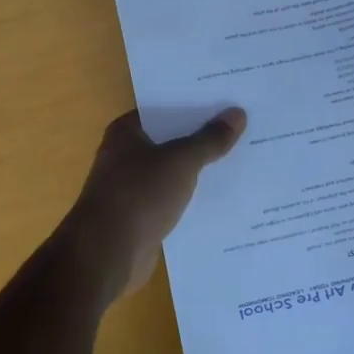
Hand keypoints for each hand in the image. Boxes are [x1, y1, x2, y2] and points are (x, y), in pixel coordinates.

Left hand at [57, 108, 247, 303]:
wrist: (107, 254)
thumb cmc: (138, 195)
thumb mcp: (180, 161)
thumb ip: (209, 139)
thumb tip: (237, 112)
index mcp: (127, 132)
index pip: (165, 108)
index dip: (195, 103)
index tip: (229, 99)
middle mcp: (126, 155)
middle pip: (172, 139)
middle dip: (204, 136)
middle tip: (246, 126)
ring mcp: (132, 187)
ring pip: (174, 171)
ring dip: (201, 169)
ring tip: (245, 159)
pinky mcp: (142, 216)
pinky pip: (174, 198)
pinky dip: (194, 197)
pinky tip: (226, 196)